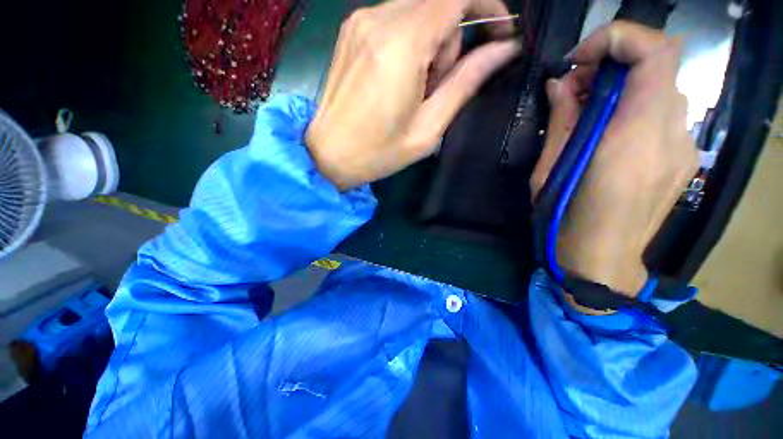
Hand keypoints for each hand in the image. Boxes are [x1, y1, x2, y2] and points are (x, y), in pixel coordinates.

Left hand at [306, 0, 520, 189]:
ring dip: (430, 44)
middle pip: (438, 3)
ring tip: (414, 89)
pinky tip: (398, 78)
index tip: (500, 33)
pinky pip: (396, 19)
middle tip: (436, 87)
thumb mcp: (428, 128)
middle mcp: (378, 19)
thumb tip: (503, 49)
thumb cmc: (379, 152)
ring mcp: (360, 21)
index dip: (488, 6)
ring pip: (418, 10)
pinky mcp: (351, 31)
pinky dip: (410, 42)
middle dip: (452, 40)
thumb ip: (466, 82)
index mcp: (401, 45)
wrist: (329, 155)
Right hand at [532, 22, 698, 295]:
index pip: (655, 53)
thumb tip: (559, 84)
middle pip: (662, 64)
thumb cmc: (565, 219)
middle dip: (615, 62)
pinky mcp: (683, 158)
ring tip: (588, 112)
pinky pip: (665, 113)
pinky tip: (610, 133)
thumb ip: (562, 121)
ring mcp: (683, 147)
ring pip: (663, 88)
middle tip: (576, 87)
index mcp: (632, 139)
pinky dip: (637, 107)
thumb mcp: (548, 171)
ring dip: (625, 86)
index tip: (581, 59)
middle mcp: (670, 136)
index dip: (619, 39)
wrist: (601, 260)